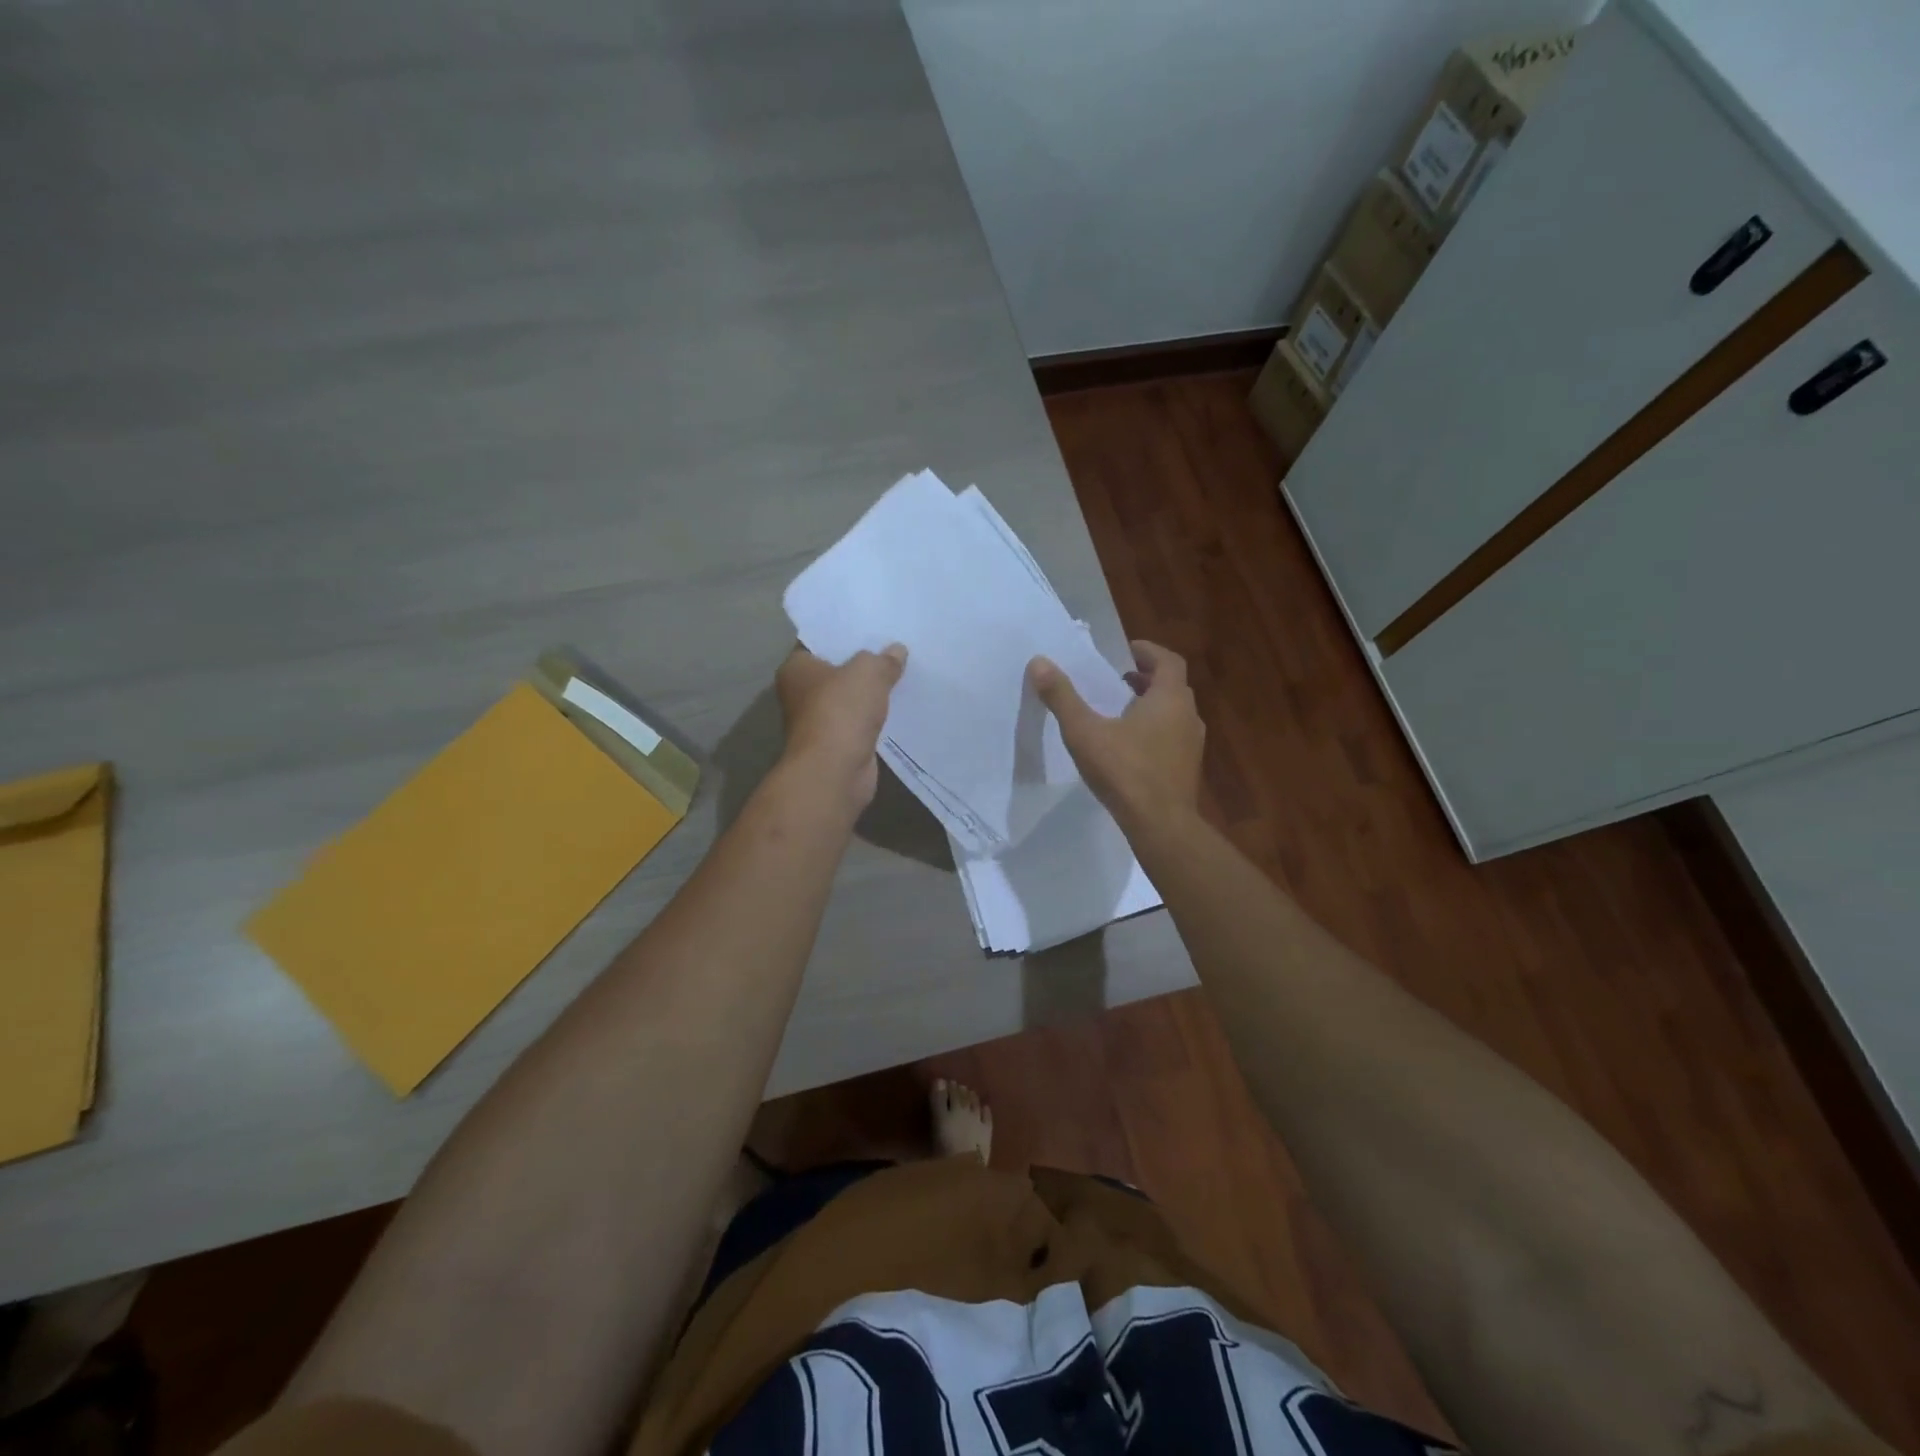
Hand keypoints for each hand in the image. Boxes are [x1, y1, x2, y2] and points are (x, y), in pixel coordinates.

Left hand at [775, 644, 906, 811]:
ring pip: (849, 697)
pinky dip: (875, 716)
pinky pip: (860, 721)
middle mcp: (801, 693)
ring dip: (870, 692)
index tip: (870, 625)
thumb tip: (897, 650)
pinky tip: (900, 704)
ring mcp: (819, 721)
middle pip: (835, 670)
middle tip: (893, 645)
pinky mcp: (838, 743)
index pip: (818, 642)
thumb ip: (883, 659)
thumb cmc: (841, 710)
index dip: (843, 633)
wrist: (835, 771)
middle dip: (861, 662)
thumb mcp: (868, 672)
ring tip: (902, 672)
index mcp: (796, 668)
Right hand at [1027, 640, 1203, 832]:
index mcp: (1169, 698)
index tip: (1125, 651)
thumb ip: (1062, 697)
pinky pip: (1172, 737)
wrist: (1161, 825)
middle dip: (1145, 678)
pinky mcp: (1188, 768)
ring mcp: (1192, 744)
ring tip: (1119, 711)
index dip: (1148, 652)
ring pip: (1173, 713)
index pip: (1168, 660)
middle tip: (1117, 679)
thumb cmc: (1125, 771)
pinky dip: (1155, 730)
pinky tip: (1129, 747)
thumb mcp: (1085, 732)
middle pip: (1171, 686)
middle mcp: (1188, 715)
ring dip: (1150, 705)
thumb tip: (1039, 662)